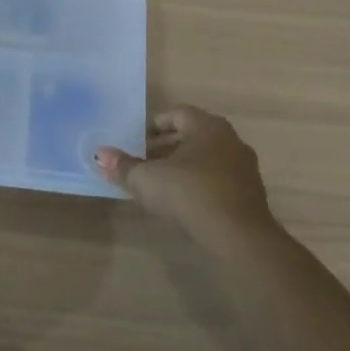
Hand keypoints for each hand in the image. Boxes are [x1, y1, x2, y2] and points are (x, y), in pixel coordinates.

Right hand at [95, 107, 275, 232]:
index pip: (177, 114)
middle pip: (191, 136)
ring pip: (205, 159)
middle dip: (164, 147)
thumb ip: (123, 165)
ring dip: (181, 166)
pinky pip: (217, 179)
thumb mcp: (146, 179)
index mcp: (207, 127)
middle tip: (141, 161)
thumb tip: (100, 154)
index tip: (134, 140)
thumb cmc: (189, 194)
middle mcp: (230, 140)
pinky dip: (198, 184)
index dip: (153, 125)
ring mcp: (244, 168)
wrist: (238, 236)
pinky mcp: (249, 194)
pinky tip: (181, 202)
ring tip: (158, 183)